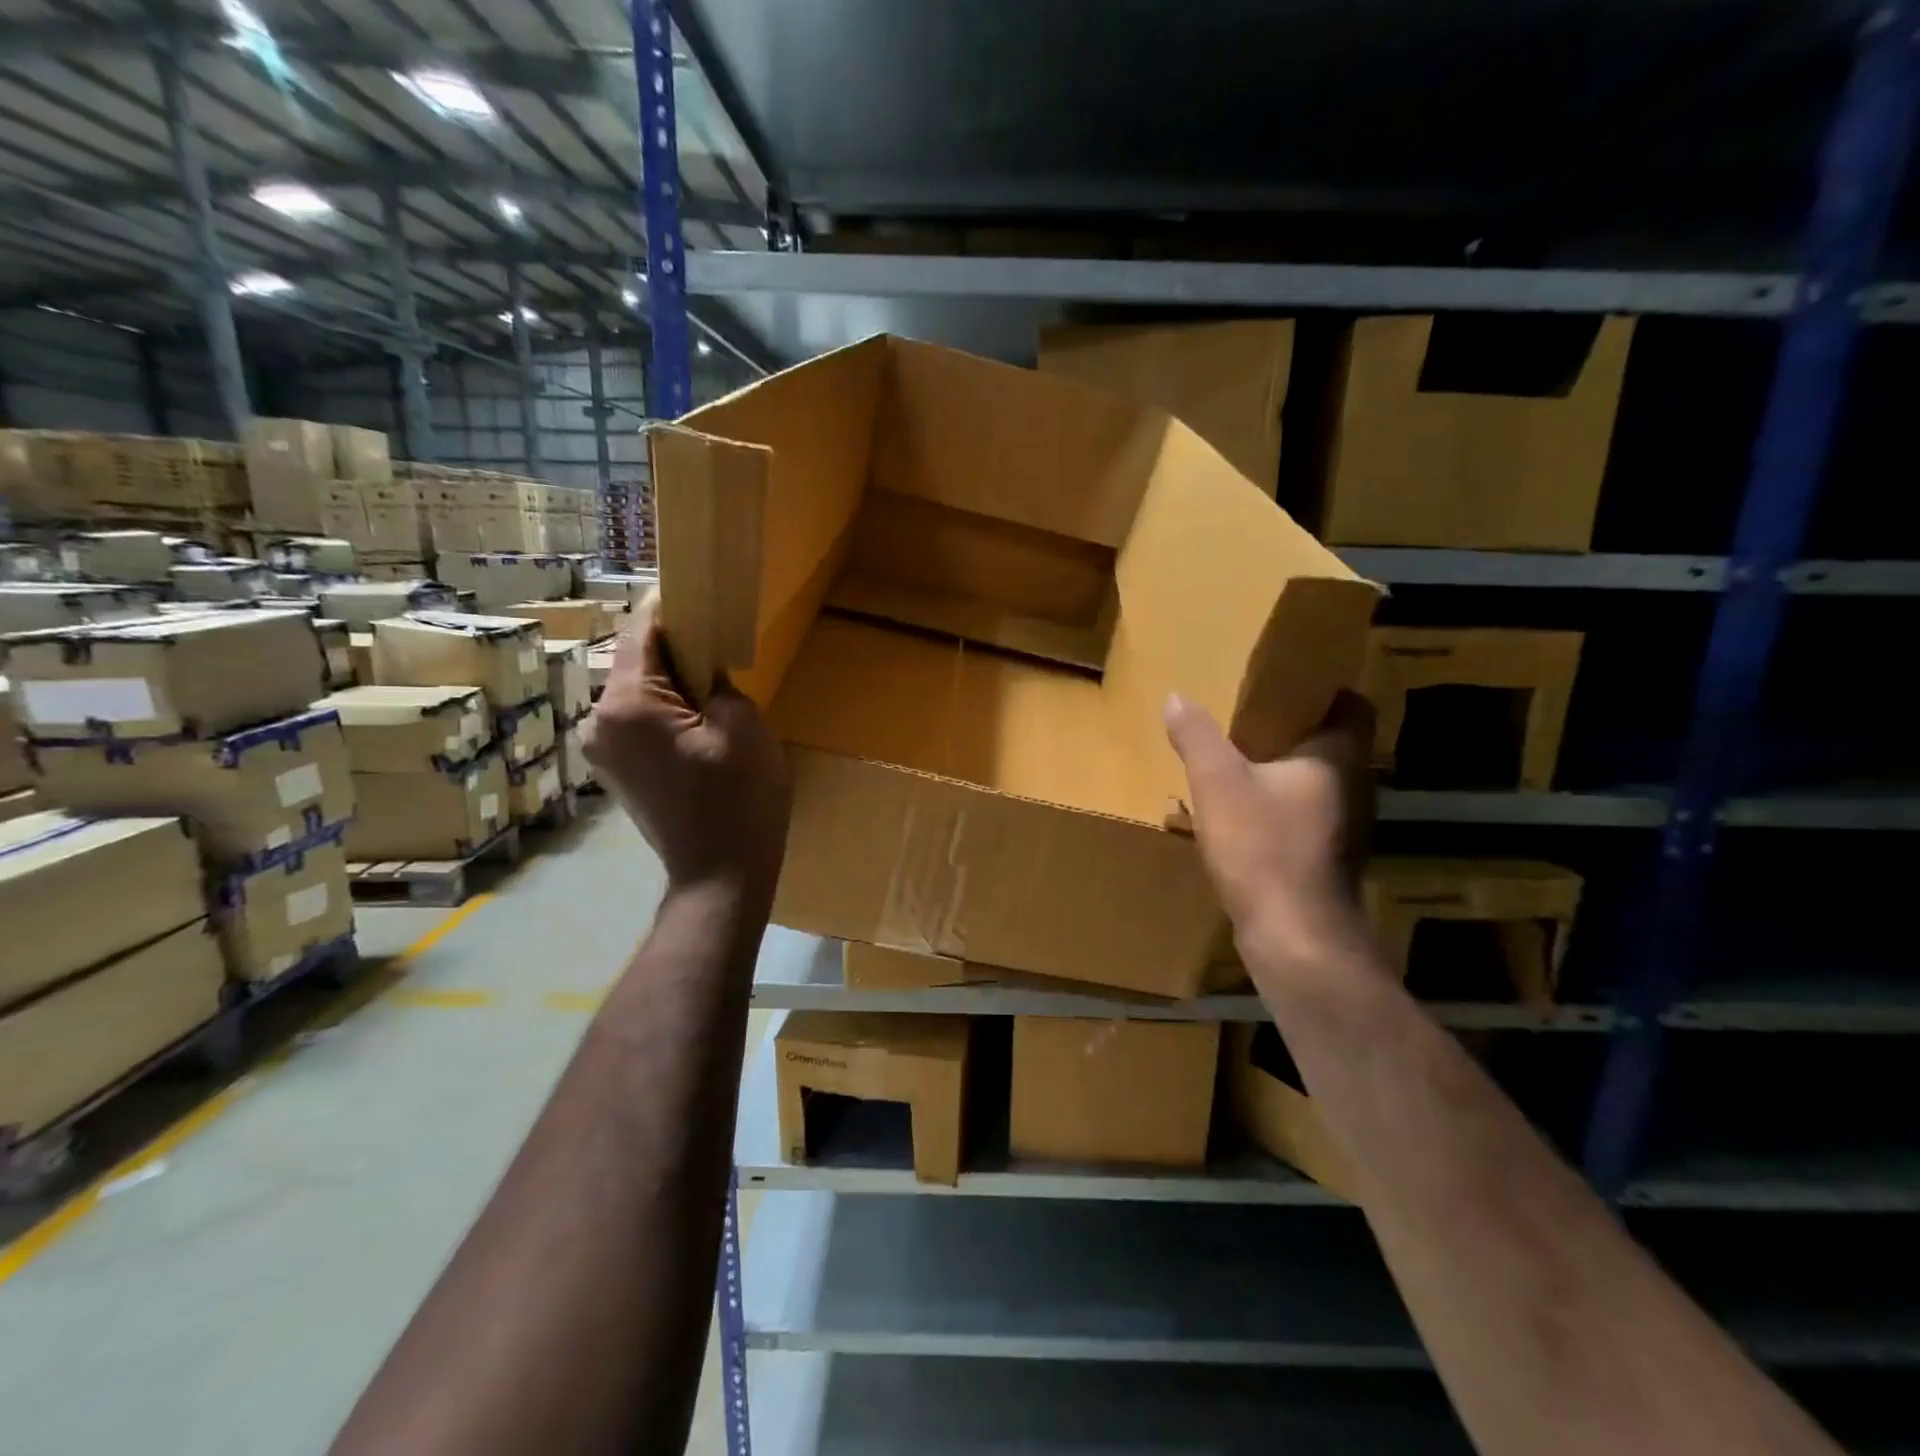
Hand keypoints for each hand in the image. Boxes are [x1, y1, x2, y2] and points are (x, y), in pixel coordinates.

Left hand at [583, 593, 790, 897]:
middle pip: (638, 664)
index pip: (642, 633)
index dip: (671, 607)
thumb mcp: (742, 726)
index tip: (699, 589)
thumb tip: (702, 668)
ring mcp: (604, 751)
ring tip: (715, 685)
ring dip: (673, 684)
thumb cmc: (737, 799)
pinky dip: (666, 712)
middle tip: (719, 640)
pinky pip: (640, 723)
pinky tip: (700, 722)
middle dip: (676, 649)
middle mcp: (600, 722)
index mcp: (627, 705)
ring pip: (639, 695)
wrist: (720, 877)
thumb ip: (717, 681)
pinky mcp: (619, 772)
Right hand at [1164, 691, 1376, 965]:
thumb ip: (1197, 737)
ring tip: (1238, 762)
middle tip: (1249, 718)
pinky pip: (1304, 816)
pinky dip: (1278, 808)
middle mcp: (1354, 786)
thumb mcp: (1218, 783)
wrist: (1294, 936)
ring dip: (1282, 772)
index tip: (1285, 685)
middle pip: (1331, 744)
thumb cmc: (1264, 847)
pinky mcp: (1328, 859)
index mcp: (1339, 757)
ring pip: (1315, 783)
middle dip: (1293, 731)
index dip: (1323, 691)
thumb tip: (1177, 697)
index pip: (1353, 705)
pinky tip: (1241, 814)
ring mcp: (1345, 826)